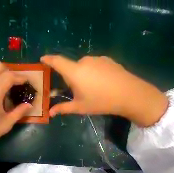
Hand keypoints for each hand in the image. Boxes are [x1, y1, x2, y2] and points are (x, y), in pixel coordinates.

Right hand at [41, 55, 167, 126]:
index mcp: (75, 72)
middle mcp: (84, 61)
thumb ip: (63, 108)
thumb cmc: (100, 102)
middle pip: (71, 68)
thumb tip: (50, 113)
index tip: (43, 59)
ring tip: (90, 89)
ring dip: (81, 76)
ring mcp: (97, 59)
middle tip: (77, 91)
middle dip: (70, 78)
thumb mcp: (79, 107)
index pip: (57, 62)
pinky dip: (91, 72)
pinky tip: (100, 83)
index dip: (48, 59)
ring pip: (82, 67)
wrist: (130, 95)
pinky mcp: (107, 59)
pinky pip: (93, 65)